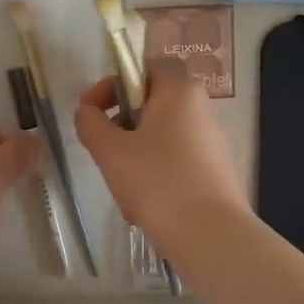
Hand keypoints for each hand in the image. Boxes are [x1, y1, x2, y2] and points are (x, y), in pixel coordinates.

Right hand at [74, 59, 248, 243]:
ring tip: (121, 185)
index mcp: (180, 92)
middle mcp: (201, 110)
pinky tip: (143, 207)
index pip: (147, 68)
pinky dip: (155, 176)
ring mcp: (212, 143)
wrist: (209, 236)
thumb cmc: (156, 182)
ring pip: (161, 138)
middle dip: (122, 125)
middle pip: (152, 105)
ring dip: (135, 155)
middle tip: (103, 149)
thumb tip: (88, 111)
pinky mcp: (215, 173)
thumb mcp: (110, 150)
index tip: (93, 110)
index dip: (116, 83)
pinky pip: (175, 164)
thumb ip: (91, 123)